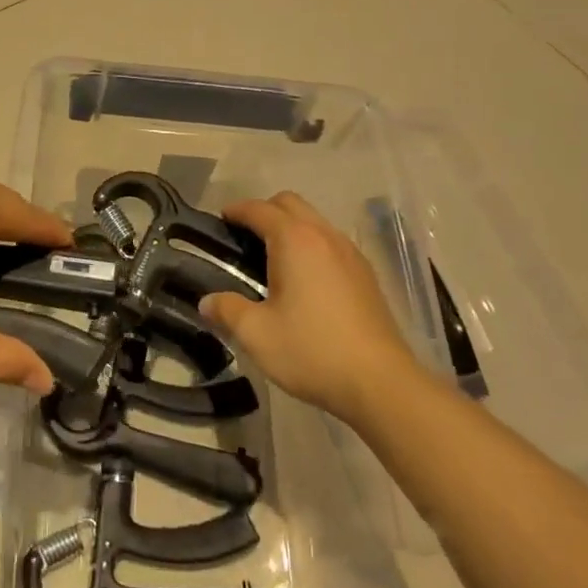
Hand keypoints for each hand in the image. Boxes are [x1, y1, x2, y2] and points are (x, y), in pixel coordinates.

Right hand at [200, 192, 418, 424]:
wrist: (381, 383)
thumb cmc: (312, 351)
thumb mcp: (256, 334)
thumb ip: (227, 310)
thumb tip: (207, 302)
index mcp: (295, 241)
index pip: (259, 209)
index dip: (236, 211)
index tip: (220, 221)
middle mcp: (324, 236)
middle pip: (290, 204)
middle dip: (264, 211)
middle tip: (244, 239)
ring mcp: (350, 254)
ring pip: (315, 221)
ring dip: (291, 228)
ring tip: (272, 261)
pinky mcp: (366, 275)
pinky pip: (331, 243)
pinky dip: (311, 246)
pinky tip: (304, 281)